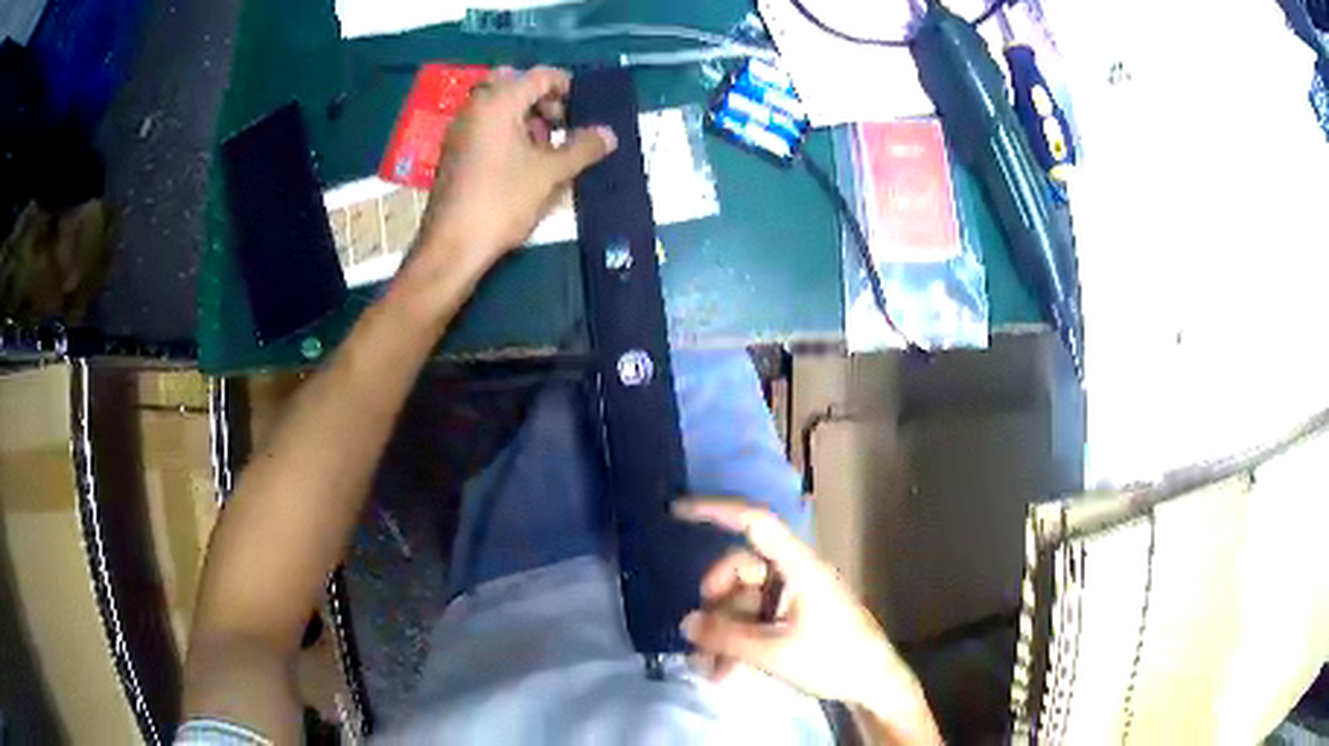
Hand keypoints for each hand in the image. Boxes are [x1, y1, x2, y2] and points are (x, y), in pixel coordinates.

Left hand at [417, 65, 616, 278]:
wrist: (452, 245)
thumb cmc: (502, 201)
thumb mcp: (550, 173)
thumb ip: (583, 148)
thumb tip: (609, 134)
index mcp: (498, 102)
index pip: (540, 75)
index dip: (568, 87)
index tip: (586, 109)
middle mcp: (476, 107)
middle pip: (515, 85)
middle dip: (543, 100)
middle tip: (562, 124)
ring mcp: (461, 129)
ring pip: (499, 106)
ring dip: (526, 117)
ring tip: (548, 149)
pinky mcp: (455, 152)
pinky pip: (487, 126)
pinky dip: (508, 132)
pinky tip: (524, 163)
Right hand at [675, 499, 939, 743]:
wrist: (874, 685)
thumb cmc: (832, 660)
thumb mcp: (773, 653)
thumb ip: (726, 636)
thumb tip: (686, 623)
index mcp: (799, 567)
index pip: (756, 522)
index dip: (717, 510)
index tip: (677, 511)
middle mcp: (795, 573)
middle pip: (741, 568)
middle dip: (715, 603)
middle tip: (700, 638)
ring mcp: (795, 595)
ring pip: (744, 599)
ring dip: (723, 631)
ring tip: (711, 671)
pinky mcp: (795, 616)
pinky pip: (755, 618)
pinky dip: (737, 639)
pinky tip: (725, 672)